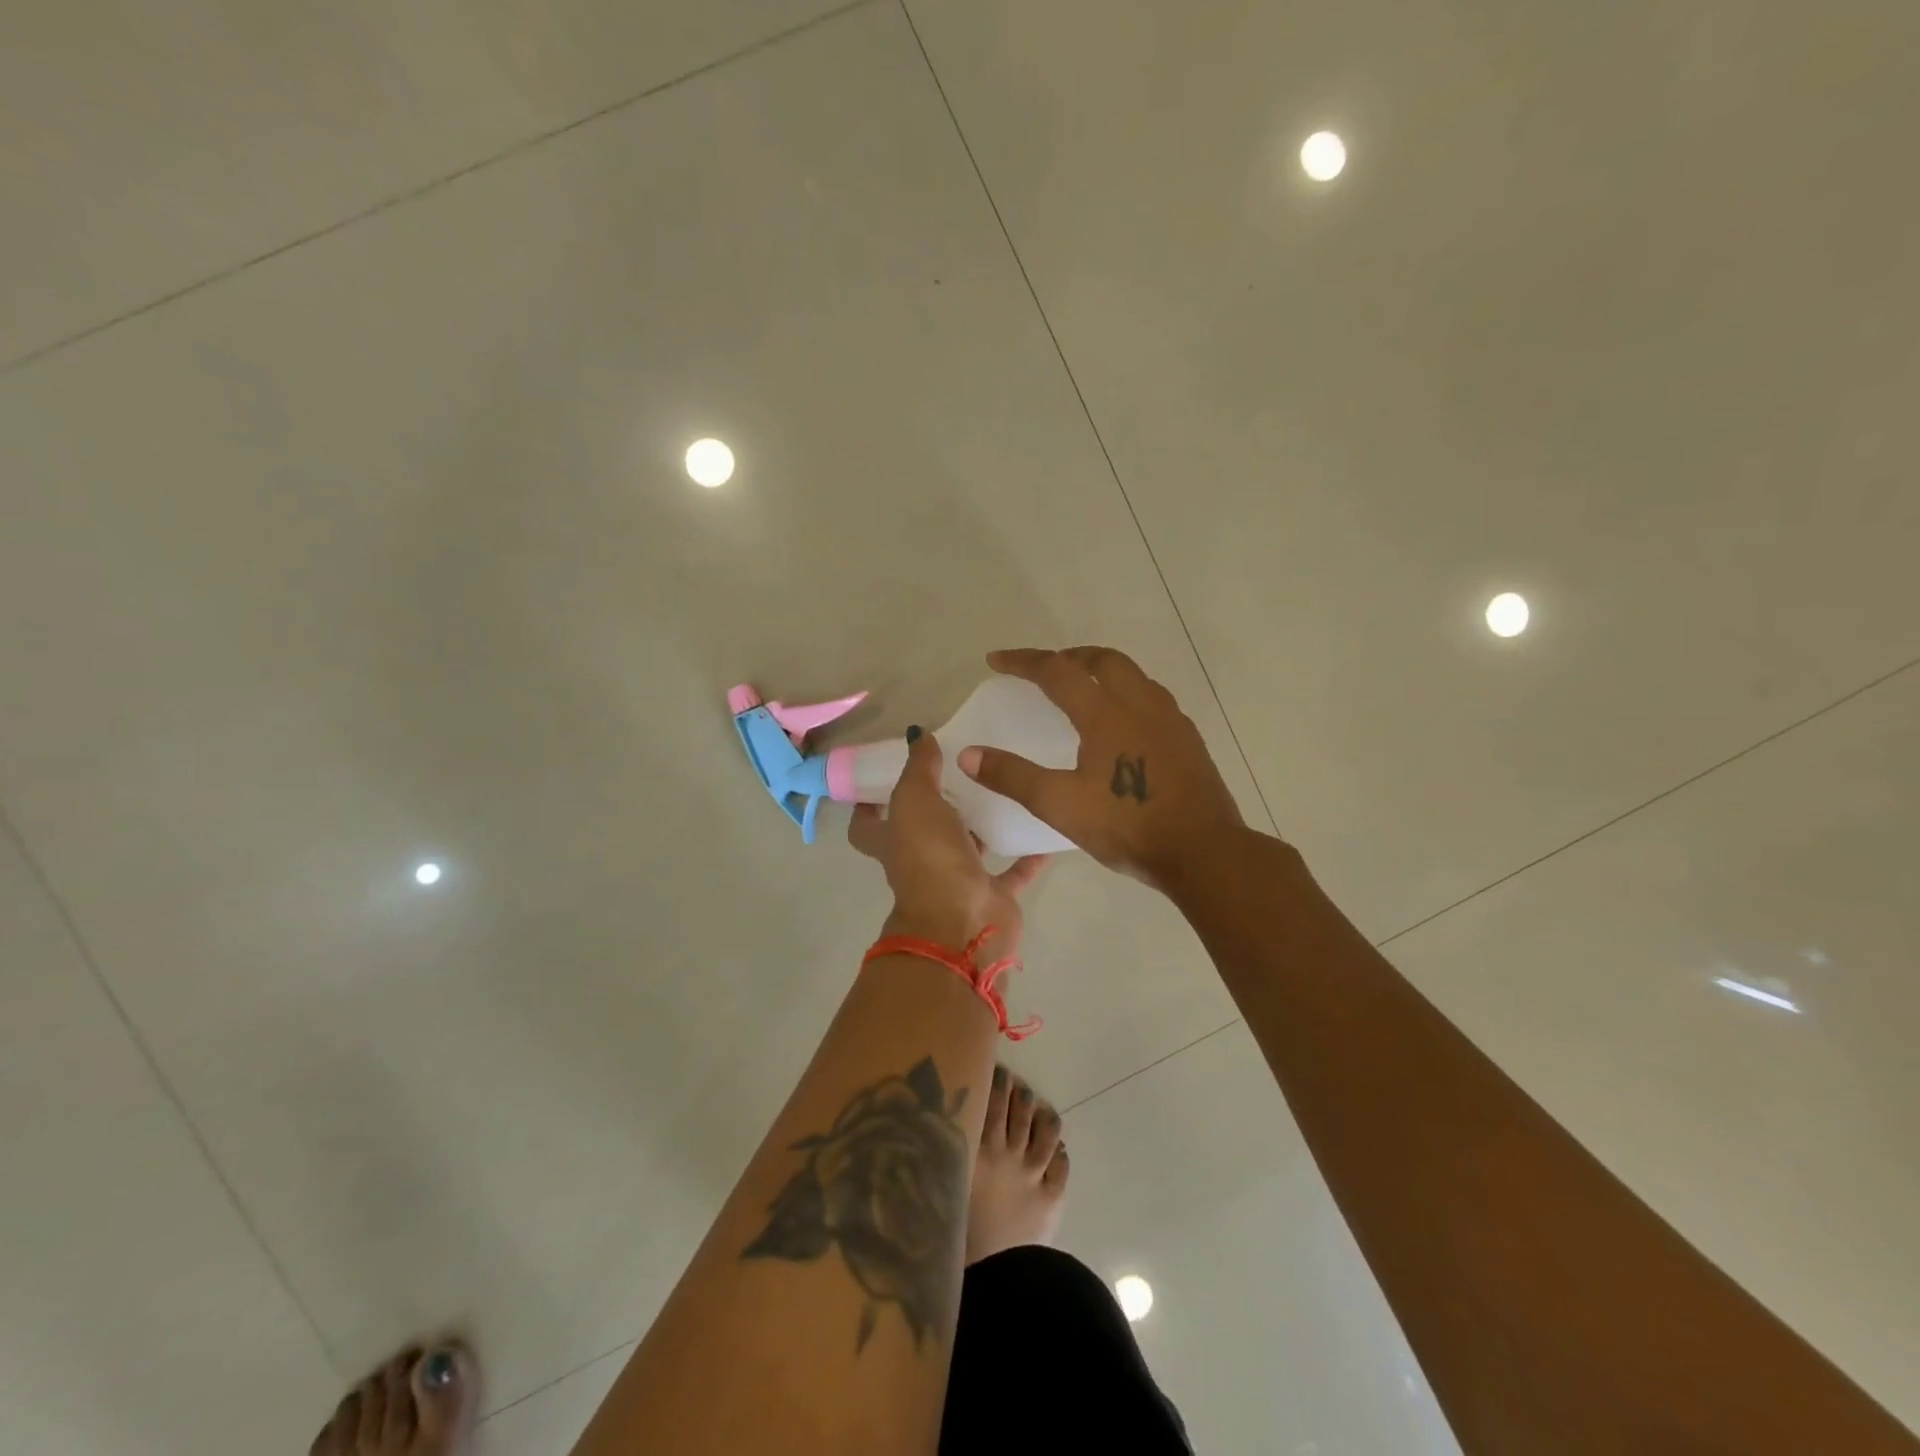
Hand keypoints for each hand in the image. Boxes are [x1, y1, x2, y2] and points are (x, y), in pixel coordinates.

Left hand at [848, 726, 1046, 964]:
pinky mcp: (993, 896)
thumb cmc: (930, 859)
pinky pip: (1012, 872)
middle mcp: (921, 863)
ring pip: (969, 849)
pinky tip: (1043, 830)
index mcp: (894, 842)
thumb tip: (917, 734)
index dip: (868, 806)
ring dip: (981, 828)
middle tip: (960, 772)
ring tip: (1002, 791)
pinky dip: (1027, 856)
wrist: (963, 924)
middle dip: (937, 809)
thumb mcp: (916, 801)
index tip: (884, 779)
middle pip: (922, 834)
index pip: (866, 826)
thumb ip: (919, 767)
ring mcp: (957, 882)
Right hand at [957, 647, 1245, 891]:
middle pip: (1103, 659)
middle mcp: (1140, 704)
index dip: (1023, 661)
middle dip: (1069, 656)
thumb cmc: (1127, 825)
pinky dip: (1127, 694)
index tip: (996, 660)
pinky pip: (1152, 698)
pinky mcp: (1188, 739)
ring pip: (1134, 676)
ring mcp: (1170, 720)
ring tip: (1084, 690)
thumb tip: (968, 754)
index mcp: (1106, 713)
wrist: (1204, 852)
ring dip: (1102, 671)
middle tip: (1046, 669)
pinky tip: (1124, 726)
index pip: (1057, 671)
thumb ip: (1012, 777)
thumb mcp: (1059, 805)